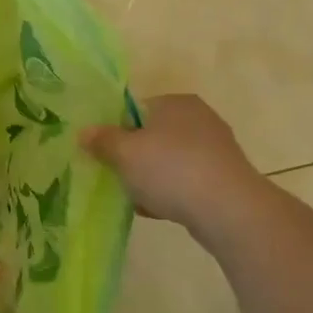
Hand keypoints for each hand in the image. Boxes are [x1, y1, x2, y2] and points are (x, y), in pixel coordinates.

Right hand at [81, 94, 271, 235]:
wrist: (229, 210)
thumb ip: (102, 140)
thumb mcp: (124, 152)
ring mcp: (215, 149)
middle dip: (133, 157)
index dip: (115, 130)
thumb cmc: (171, 169)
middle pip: (152, 136)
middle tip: (116, 176)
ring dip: (150, 178)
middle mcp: (199, 118)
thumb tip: (84, 132)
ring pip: (168, 161)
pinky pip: (186, 181)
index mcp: (175, 102)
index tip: (103, 153)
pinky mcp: (224, 178)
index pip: (135, 108)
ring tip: (135, 198)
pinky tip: (158, 210)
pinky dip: (171, 192)